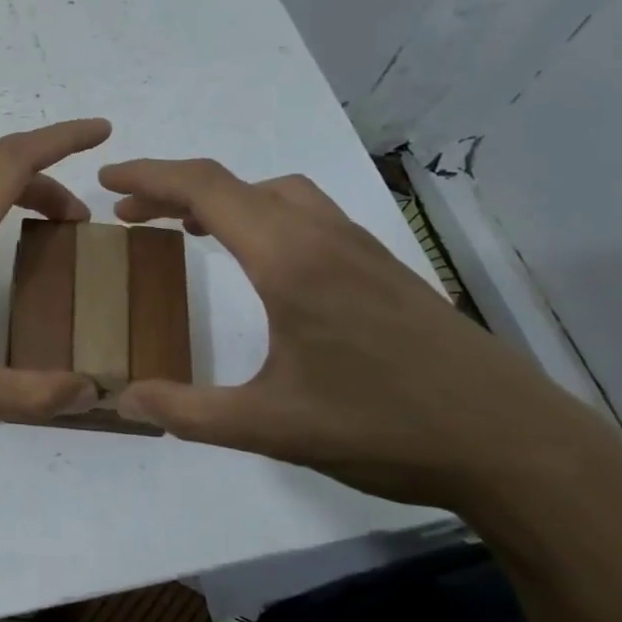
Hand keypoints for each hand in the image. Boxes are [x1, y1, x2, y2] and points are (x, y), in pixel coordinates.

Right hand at [97, 158, 621, 517]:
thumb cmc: (384, 427)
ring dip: (222, 199)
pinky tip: (259, 260)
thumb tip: (121, 401)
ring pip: (275, 193)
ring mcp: (359, 246)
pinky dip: (260, 214)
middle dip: (173, 189)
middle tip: (129, 213)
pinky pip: (304, 213)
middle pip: (235, 184)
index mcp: (288, 259)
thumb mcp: (270, 427)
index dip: (149, 178)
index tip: (107, 181)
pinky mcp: (381, 265)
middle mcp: (322, 235)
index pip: (205, 190)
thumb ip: (188, 411)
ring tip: (186, 230)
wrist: (514, 443)